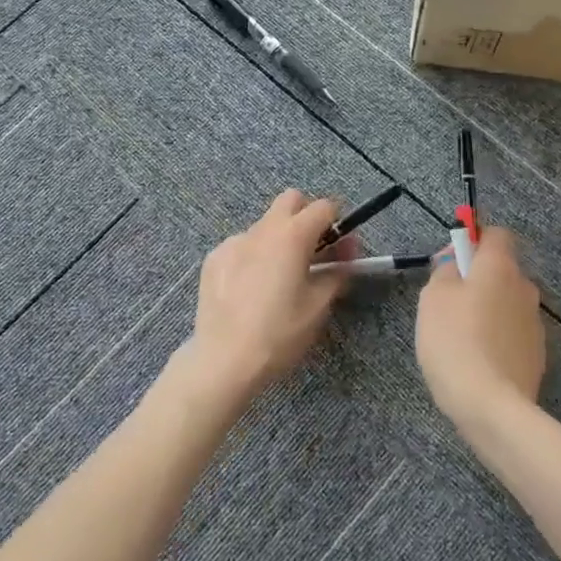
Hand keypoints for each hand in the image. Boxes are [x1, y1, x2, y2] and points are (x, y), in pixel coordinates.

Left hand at [162, 190, 354, 415]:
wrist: (224, 359)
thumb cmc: (279, 333)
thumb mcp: (318, 306)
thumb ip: (338, 272)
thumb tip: (346, 253)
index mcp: (292, 236)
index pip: (323, 207)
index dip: (338, 224)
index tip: (341, 249)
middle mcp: (261, 229)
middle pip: (290, 201)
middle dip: (306, 217)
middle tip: (313, 252)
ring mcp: (233, 242)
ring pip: (264, 225)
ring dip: (279, 239)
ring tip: (279, 278)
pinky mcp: (213, 258)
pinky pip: (242, 245)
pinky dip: (254, 256)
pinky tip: (251, 289)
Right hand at [416, 226, 545, 433]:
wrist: (491, 405)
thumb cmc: (454, 340)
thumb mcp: (433, 297)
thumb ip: (444, 271)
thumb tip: (456, 266)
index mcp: (500, 267)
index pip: (496, 234)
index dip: (474, 240)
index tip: (451, 261)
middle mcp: (524, 288)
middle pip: (501, 271)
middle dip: (477, 279)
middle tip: (446, 302)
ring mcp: (535, 324)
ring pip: (506, 303)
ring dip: (487, 310)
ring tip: (460, 336)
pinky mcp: (536, 355)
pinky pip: (511, 333)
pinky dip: (496, 337)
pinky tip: (476, 359)